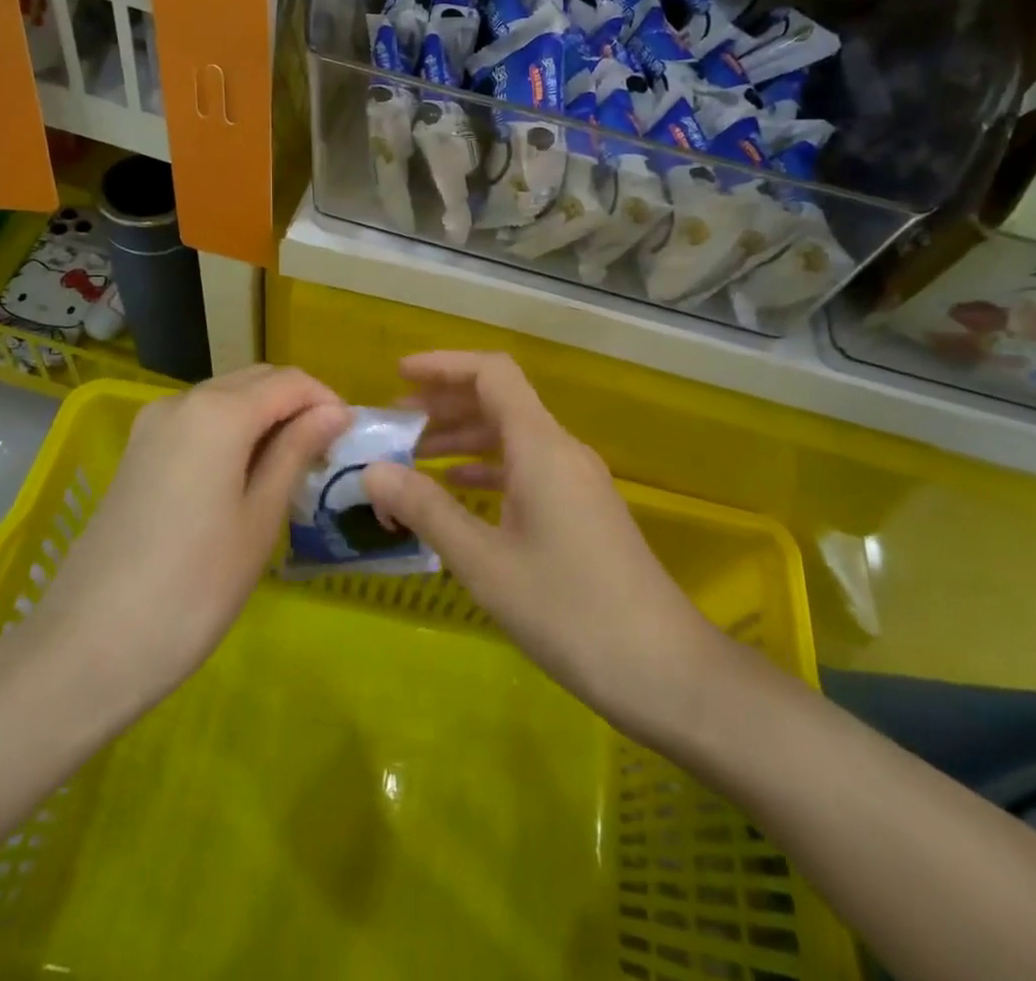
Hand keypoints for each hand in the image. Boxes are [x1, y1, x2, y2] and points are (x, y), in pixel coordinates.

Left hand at [27, 366, 349, 731]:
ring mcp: (152, 425)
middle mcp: (182, 401)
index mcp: (218, 411)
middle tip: (324, 454)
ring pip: (225, 398)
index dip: (327, 401)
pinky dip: (231, 432)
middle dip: (296, 405)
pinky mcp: (137, 451)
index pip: (290, 382)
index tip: (349, 439)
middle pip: (255, 381)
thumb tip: (333, 412)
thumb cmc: (194, 587)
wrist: (89, 647)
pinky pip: (198, 422)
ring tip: (290, 468)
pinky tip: (244, 476)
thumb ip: (296, 451)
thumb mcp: (260, 518)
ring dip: (264, 418)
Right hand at [363, 352, 724, 744]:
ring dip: (465, 436)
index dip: (444, 365)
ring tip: (414, 455)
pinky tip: (460, 489)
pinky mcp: (583, 508)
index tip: (399, 375)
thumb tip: (371, 471)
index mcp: (541, 446)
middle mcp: (562, 449)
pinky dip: (489, 468)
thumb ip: (427, 510)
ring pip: (513, 436)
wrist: (664, 669)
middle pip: (501, 400)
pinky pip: (528, 467)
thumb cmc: (569, 611)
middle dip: (447, 401)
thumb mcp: (484, 563)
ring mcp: (577, 479)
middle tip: (396, 420)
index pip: (492, 373)